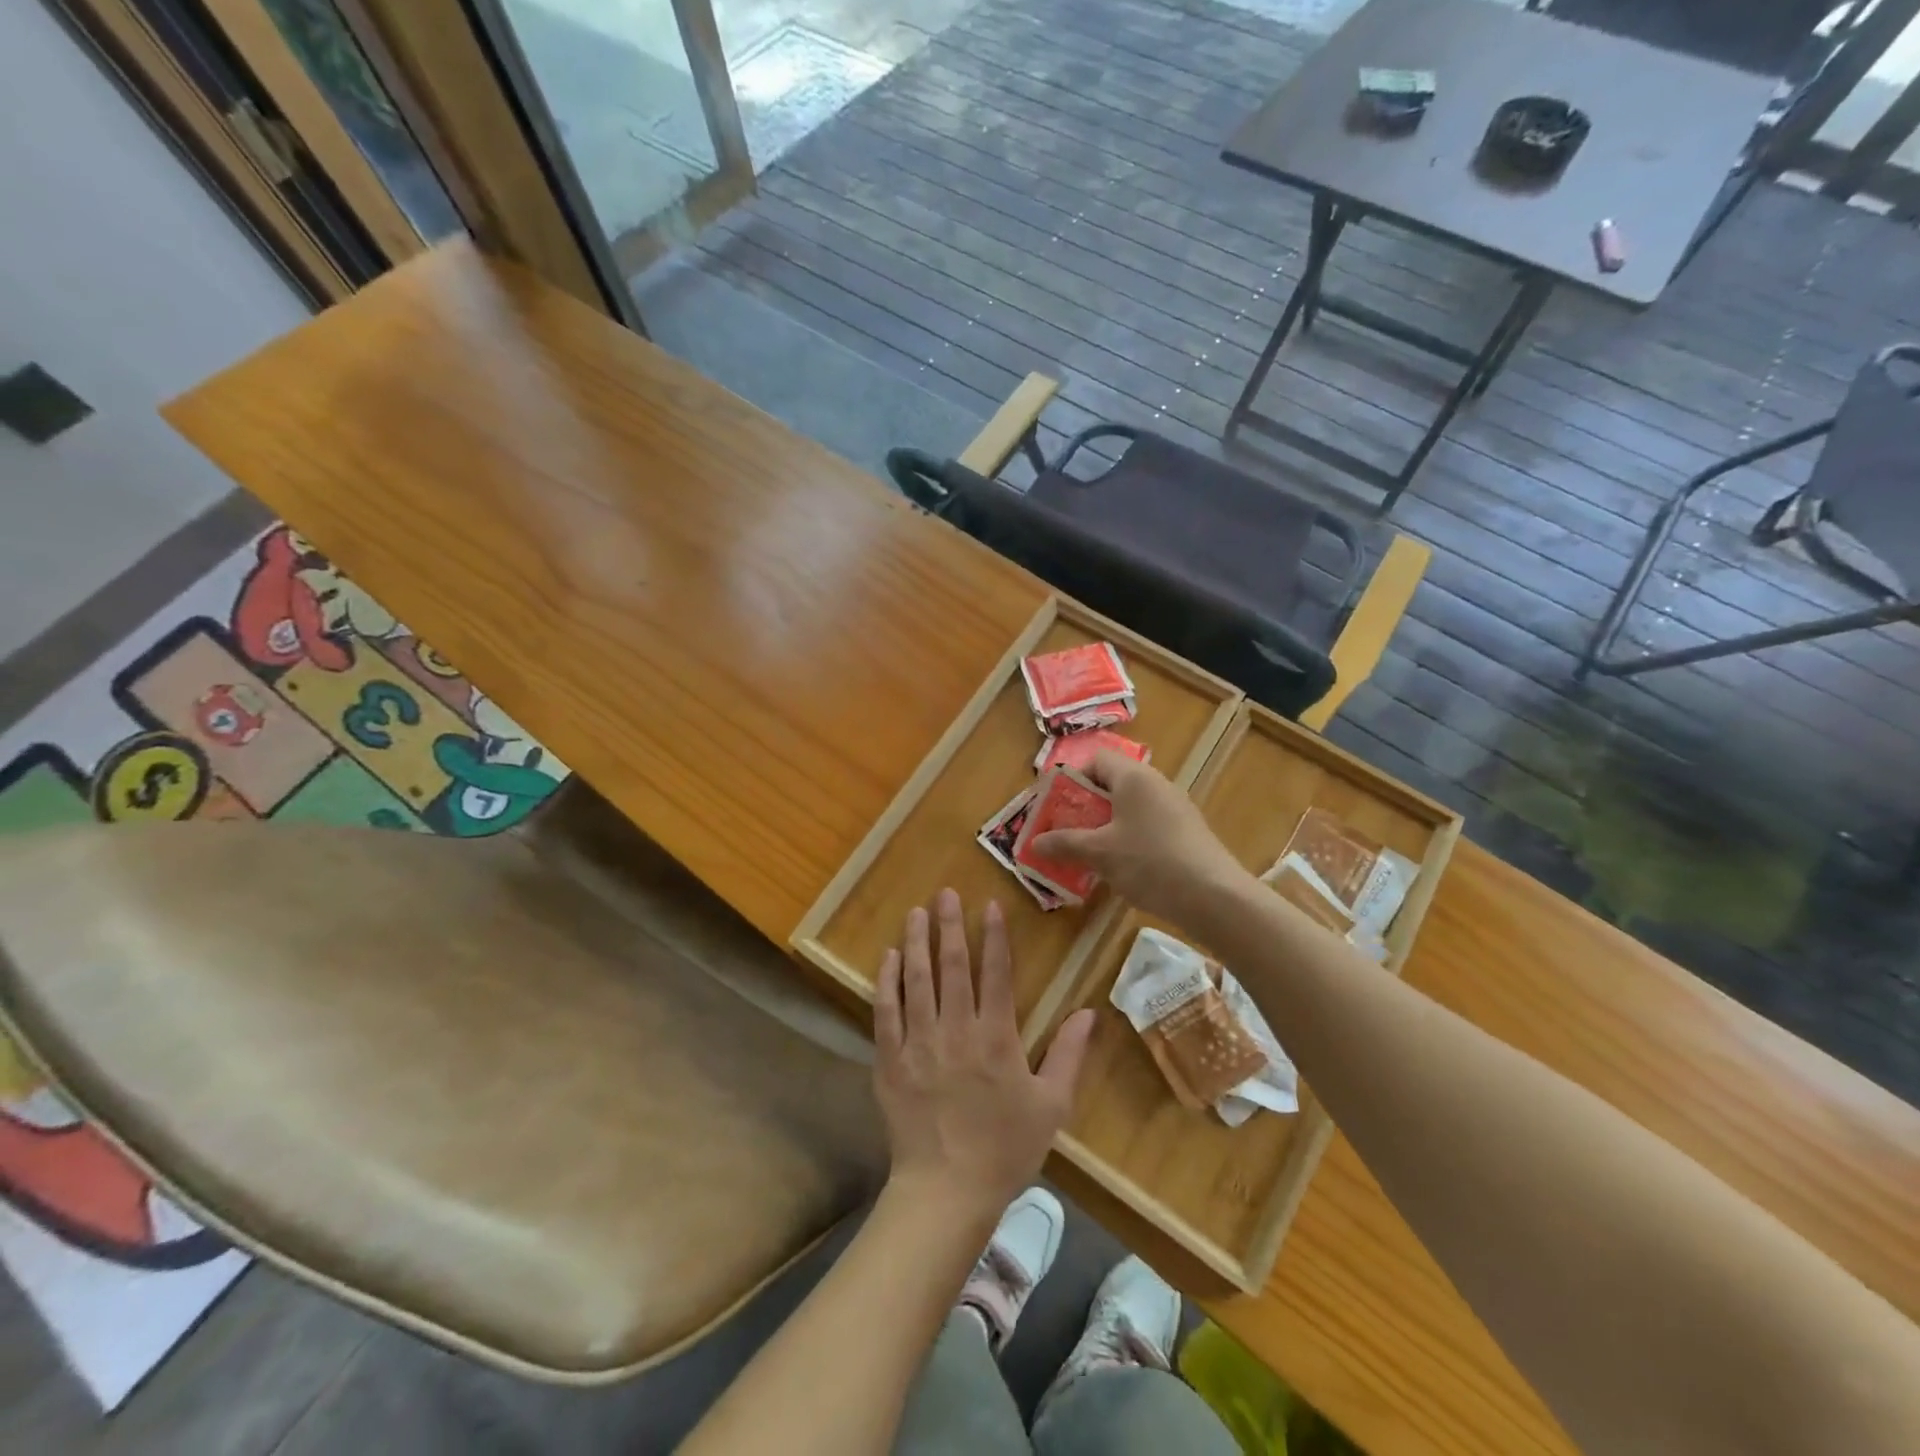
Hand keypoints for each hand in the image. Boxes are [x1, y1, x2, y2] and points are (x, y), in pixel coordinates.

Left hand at [874, 889, 1094, 1221]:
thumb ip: (1070, 1055)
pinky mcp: (890, 1060)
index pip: (995, 973)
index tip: (988, 906)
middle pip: (951, 967)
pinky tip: (890, 957)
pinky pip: (885, 1012)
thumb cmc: (1004, 1148)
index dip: (993, 937)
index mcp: (996, 1037)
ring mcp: (918, 1043)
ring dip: (916, 942)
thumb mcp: (1051, 1106)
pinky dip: (887, 982)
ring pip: (916, 981)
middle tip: (945, 893)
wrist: (946, 1191)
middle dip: (949, 926)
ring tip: (916, 911)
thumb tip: (1089, 1012)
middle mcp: (955, 1030)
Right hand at [1031, 749, 1248, 925]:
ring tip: (1089, 852)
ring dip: (1106, 825)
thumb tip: (1033, 844)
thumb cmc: (1150, 862)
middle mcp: (1156, 784)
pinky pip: (1148, 825)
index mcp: (1134, 777)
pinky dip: (1129, 838)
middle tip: (1066, 831)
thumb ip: (1065, 844)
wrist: (1214, 897)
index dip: (1073, 778)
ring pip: (1131, 807)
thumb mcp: (1100, 853)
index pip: (1097, 760)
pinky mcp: (1187, 832)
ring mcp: (1176, 808)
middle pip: (1113, 783)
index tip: (1057, 806)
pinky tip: (1122, 867)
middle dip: (1086, 807)